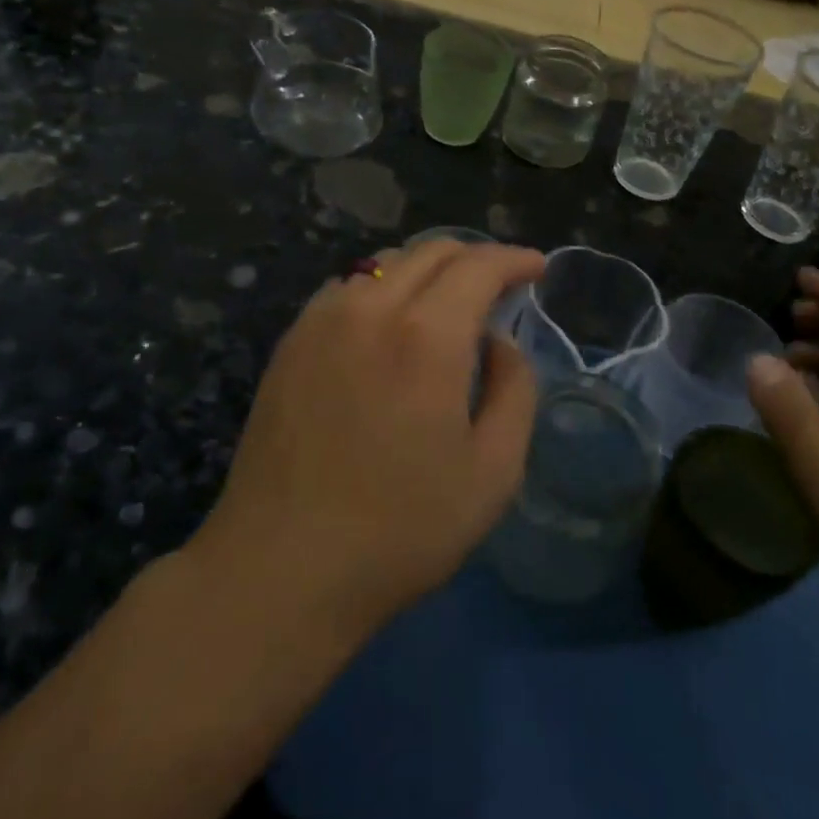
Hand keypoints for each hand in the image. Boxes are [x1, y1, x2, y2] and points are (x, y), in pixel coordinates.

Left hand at [193, 239, 545, 634]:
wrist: (282, 567)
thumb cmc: (400, 529)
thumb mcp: (493, 472)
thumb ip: (515, 390)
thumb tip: (500, 343)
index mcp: (427, 336)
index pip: (479, 266)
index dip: (514, 260)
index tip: (537, 267)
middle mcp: (371, 308)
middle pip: (432, 251)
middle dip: (475, 258)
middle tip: (499, 287)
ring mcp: (323, 319)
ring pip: (386, 263)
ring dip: (428, 269)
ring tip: (447, 303)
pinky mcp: (291, 340)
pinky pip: (348, 288)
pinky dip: (383, 287)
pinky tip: (388, 323)